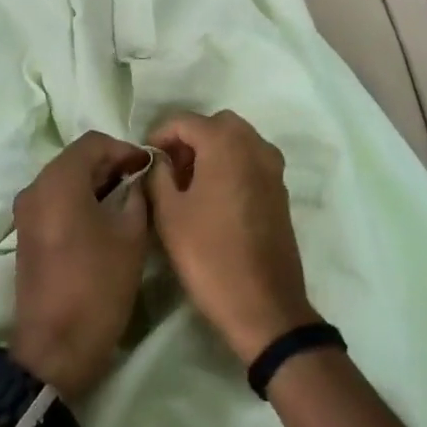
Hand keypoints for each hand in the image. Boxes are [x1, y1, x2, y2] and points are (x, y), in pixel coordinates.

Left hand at [9, 131, 151, 401]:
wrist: (55, 347)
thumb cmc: (97, 286)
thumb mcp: (131, 236)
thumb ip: (137, 196)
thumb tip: (139, 180)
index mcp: (58, 181)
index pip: (94, 142)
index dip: (125, 149)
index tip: (149, 167)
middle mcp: (35, 187)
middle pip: (76, 158)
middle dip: (111, 164)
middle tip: (142, 182)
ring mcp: (26, 211)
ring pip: (65, 179)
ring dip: (96, 182)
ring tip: (128, 200)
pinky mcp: (26, 233)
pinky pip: (55, 200)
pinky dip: (80, 199)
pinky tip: (104, 219)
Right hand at [145, 111, 318, 365]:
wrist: (264, 305)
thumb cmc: (209, 255)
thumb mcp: (169, 214)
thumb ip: (158, 175)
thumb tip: (160, 160)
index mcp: (225, 144)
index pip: (184, 121)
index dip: (159, 134)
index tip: (145, 158)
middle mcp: (254, 146)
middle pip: (216, 124)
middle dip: (189, 138)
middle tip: (168, 167)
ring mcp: (273, 168)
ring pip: (237, 141)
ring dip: (212, 150)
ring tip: (188, 183)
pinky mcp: (281, 191)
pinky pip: (251, 161)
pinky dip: (231, 165)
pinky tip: (213, 197)